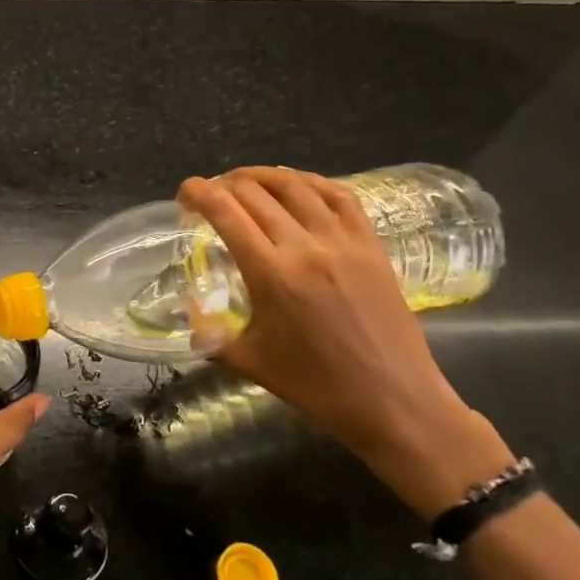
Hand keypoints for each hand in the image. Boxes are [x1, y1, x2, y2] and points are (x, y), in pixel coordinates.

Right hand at [178, 168, 511, 518]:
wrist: (395, 403)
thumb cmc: (316, 386)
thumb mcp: (248, 360)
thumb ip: (209, 332)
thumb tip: (190, 310)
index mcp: (270, 273)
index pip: (224, 210)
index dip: (197, 192)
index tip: (184, 195)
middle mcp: (306, 246)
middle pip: (254, 192)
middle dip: (223, 185)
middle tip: (210, 197)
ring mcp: (344, 242)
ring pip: (296, 185)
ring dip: (262, 176)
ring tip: (245, 183)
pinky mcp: (373, 246)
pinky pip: (340, 196)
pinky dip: (310, 182)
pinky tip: (296, 187)